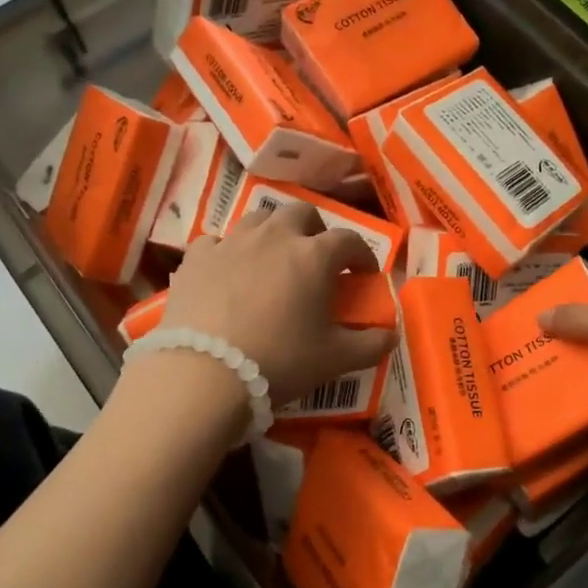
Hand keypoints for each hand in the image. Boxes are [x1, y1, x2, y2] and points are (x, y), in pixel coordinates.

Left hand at [157, 202, 397, 403]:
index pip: (349, 240)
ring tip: (272, 261)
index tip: (363, 274)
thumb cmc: (281, 361)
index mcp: (314, 255)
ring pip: (258, 219)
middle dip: (315, 231)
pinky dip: (228, 252)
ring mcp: (232, 242)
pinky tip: (227, 273)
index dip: (361, 255)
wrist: (206, 373)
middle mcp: (275, 236)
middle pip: (302, 213)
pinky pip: (217, 242)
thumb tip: (391, 335)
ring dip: (273, 233)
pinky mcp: (196, 257)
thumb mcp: (337, 359)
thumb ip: (372, 344)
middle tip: (315, 260)